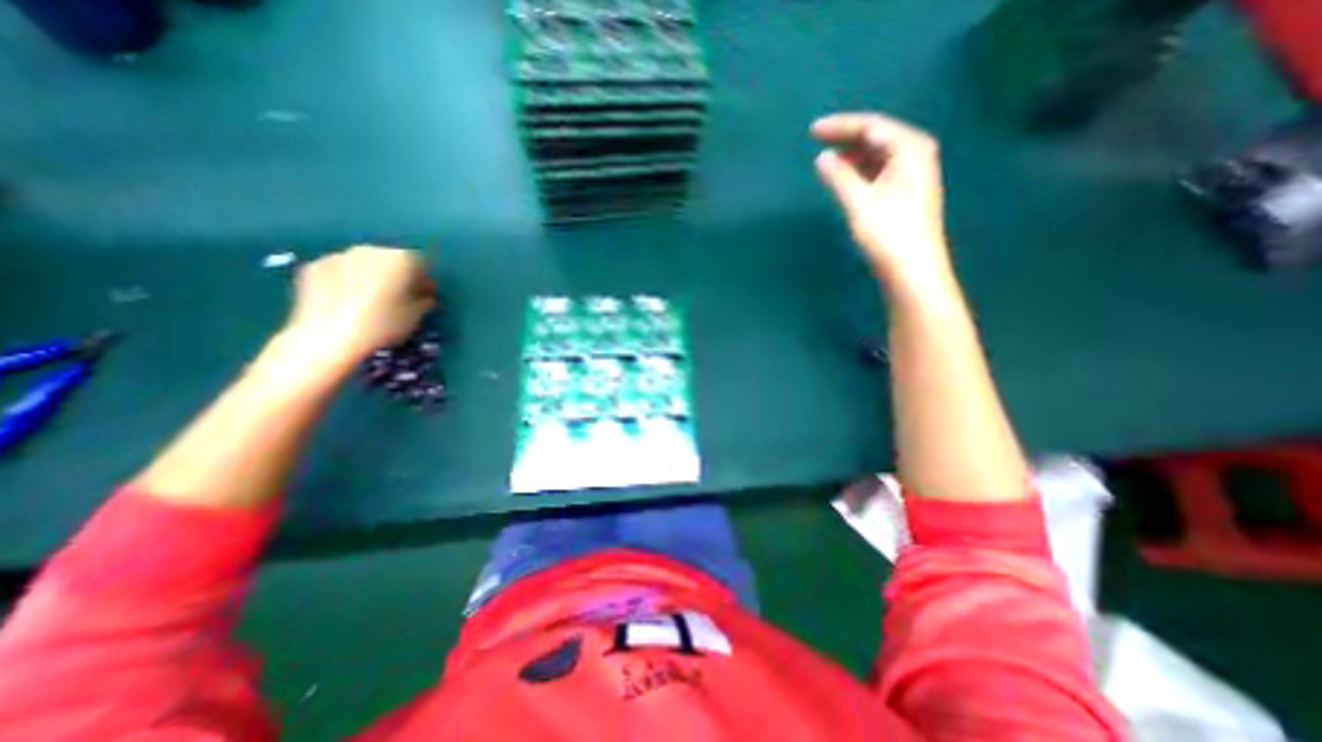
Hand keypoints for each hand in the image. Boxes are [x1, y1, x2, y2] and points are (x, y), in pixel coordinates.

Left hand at [282, 245, 436, 370]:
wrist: (326, 338)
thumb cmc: (382, 326)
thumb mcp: (416, 317)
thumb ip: (425, 300)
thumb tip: (425, 295)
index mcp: (400, 259)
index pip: (421, 262)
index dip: (425, 279)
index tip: (425, 295)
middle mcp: (370, 250)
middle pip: (391, 259)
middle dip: (397, 275)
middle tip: (399, 296)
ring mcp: (338, 255)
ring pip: (364, 263)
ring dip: (372, 276)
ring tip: (371, 301)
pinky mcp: (313, 266)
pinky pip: (340, 271)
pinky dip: (347, 281)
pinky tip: (347, 302)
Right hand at [818, 112, 950, 293]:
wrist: (912, 270)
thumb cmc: (888, 233)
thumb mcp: (859, 202)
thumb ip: (839, 176)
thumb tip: (822, 157)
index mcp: (910, 148)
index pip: (871, 126)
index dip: (840, 126)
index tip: (812, 131)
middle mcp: (916, 155)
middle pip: (877, 137)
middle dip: (846, 138)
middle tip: (816, 142)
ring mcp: (913, 175)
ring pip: (878, 155)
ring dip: (852, 156)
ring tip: (826, 161)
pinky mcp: (906, 194)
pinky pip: (879, 171)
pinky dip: (860, 172)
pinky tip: (845, 179)